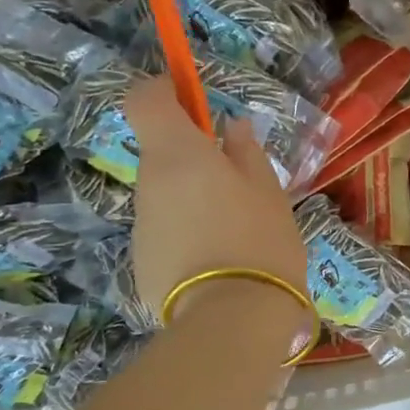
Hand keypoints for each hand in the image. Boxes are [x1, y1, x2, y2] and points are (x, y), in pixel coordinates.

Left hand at [126, 75, 310, 348]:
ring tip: (234, 227)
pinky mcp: (142, 261)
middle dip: (192, 155)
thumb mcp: (268, 191)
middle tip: (237, 178)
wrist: (231, 319)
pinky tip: (219, 259)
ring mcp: (141, 224)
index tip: (193, 99)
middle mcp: (149, 183)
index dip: (163, 90)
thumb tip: (233, 128)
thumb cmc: (259, 240)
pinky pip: (165, 230)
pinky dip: (187, 232)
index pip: (144, 99)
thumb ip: (246, 153)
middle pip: (159, 151)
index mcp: (177, 154)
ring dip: (192, 196)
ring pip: (165, 194)